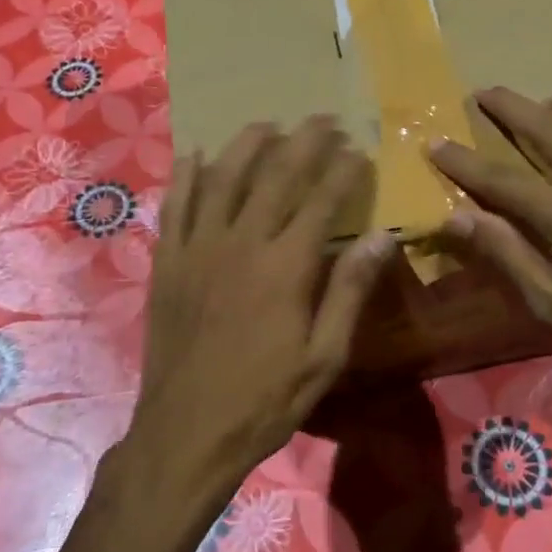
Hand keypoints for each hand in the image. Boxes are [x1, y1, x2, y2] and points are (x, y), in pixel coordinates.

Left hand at [133, 116, 396, 495]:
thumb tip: (383, 236)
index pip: (322, 200)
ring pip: (223, 178)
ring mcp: (198, 248)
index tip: (359, 149)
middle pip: (276, 175)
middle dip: (304, 141)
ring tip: (267, 124)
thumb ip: (350, 291)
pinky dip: (187, 176)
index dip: (343, 169)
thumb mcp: (324, 356)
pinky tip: (197, 155)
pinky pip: (176, 206)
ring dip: (248, 144)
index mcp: (286, 266)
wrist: (187, 433)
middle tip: (324, 119)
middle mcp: (241, 242)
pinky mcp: (167, 262)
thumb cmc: (266, 399)